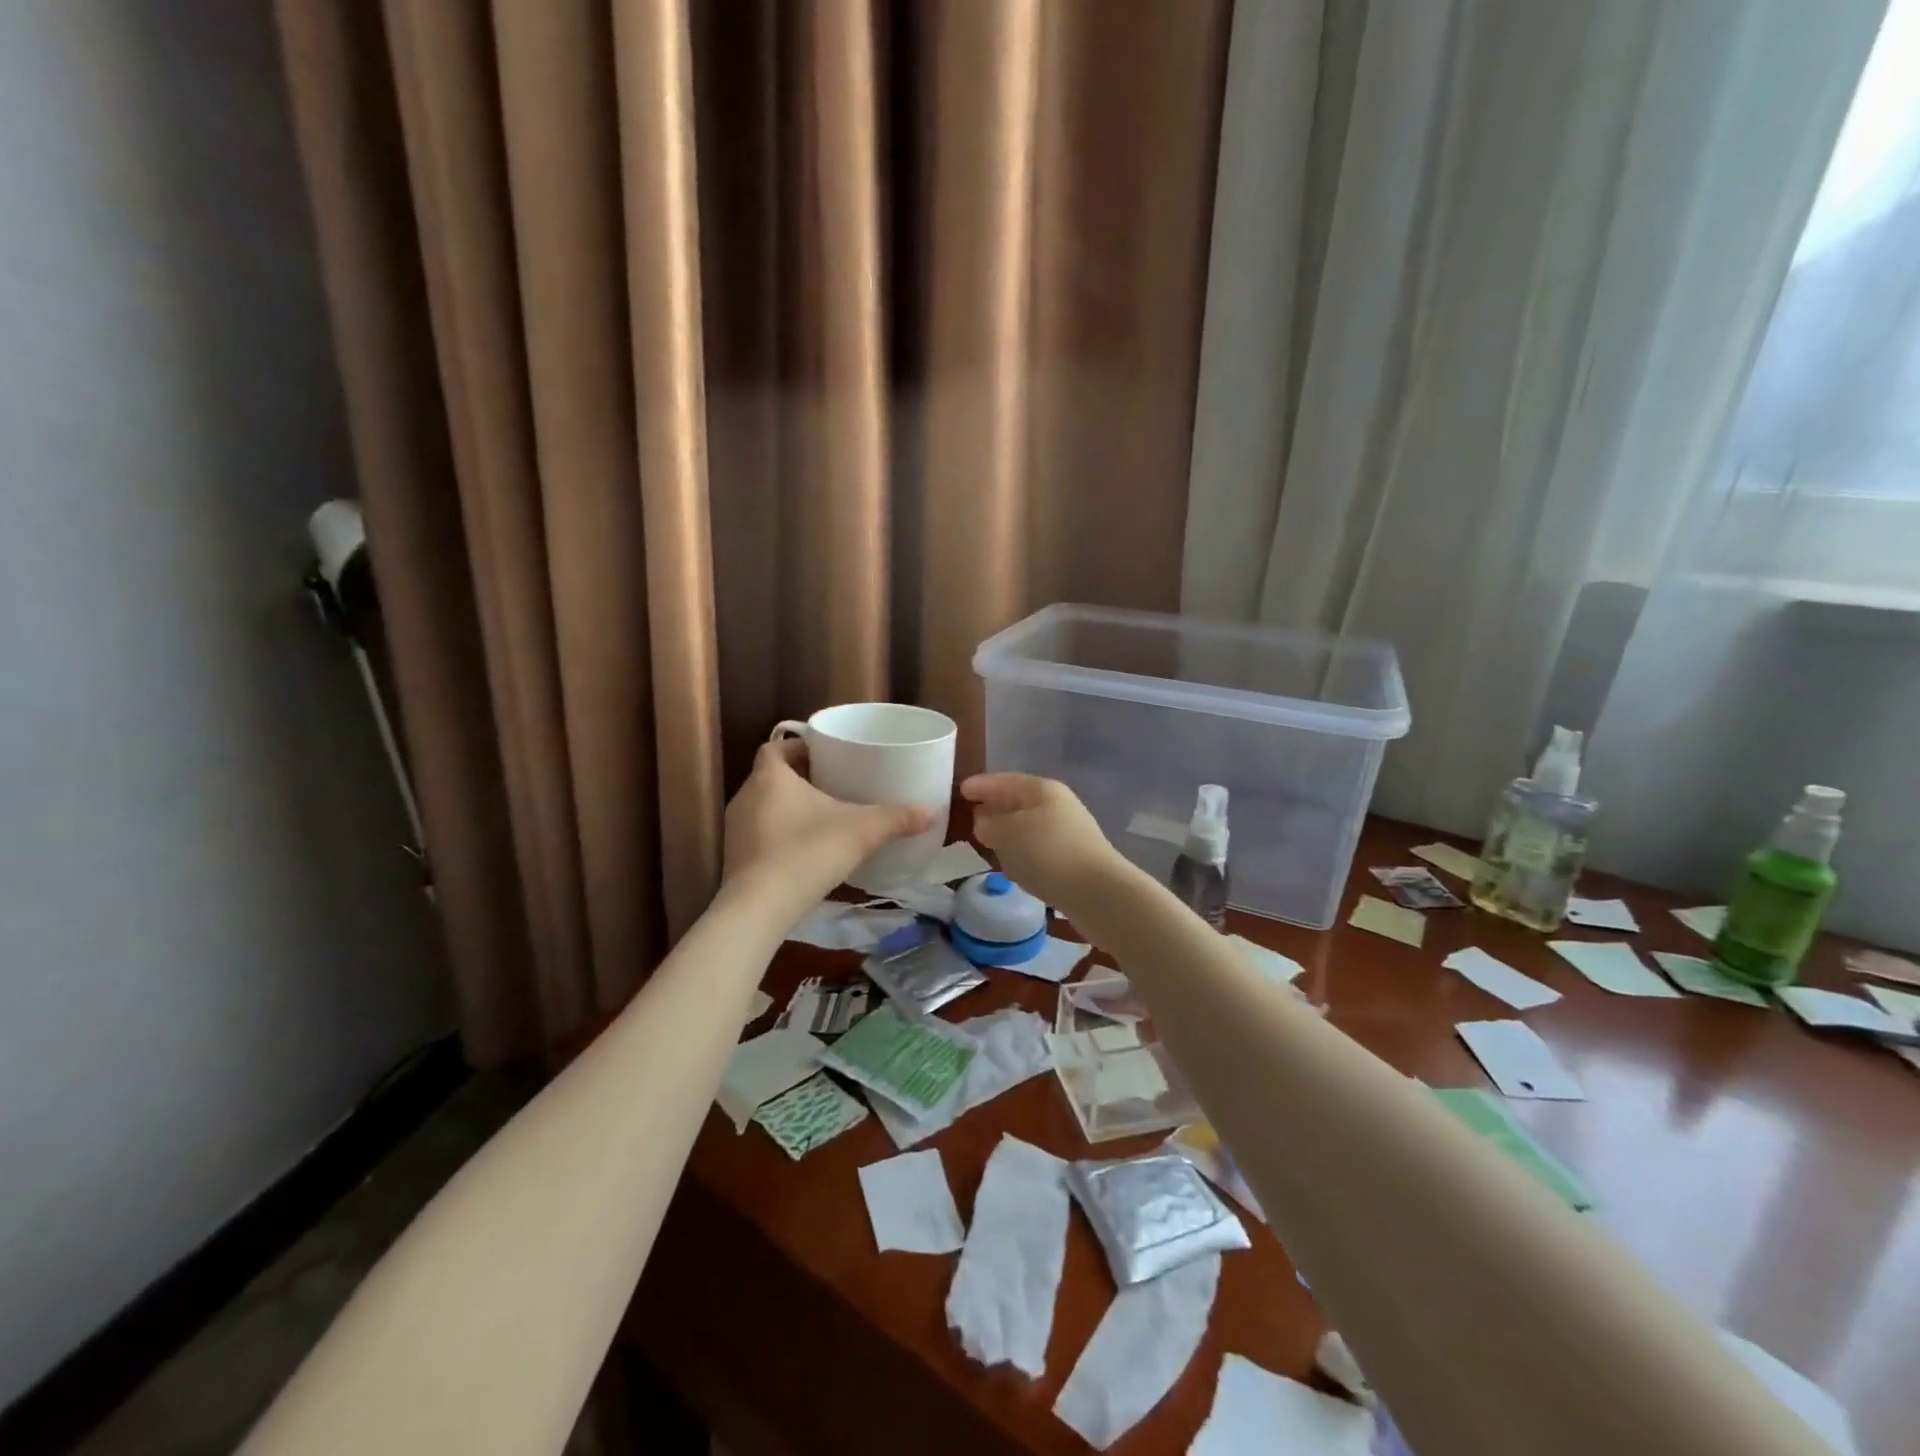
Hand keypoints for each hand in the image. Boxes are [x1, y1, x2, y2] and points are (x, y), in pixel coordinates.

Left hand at [722, 739, 933, 915]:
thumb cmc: (807, 853)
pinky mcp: (735, 859)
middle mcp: (746, 796)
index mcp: (770, 777)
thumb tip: (934, 811)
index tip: (826, 756)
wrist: (759, 909)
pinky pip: (760, 835)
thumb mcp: (861, 832)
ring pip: (764, 806)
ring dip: (788, 808)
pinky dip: (779, 836)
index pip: (776, 747)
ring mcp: (737, 829)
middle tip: (833, 784)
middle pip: (771, 776)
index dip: (800, 748)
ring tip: (822, 817)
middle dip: (800, 779)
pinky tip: (804, 851)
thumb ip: (896, 819)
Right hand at [961, 773, 1130, 915]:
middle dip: (995, 806)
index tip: (961, 789)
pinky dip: (1022, 849)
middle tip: (972, 812)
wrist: (1097, 891)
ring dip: (1009, 829)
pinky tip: (1013, 862)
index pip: (1004, 781)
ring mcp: (1069, 830)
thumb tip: (984, 822)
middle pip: (1019, 800)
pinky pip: (1039, 845)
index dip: (982, 785)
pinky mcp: (1074, 857)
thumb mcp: (1007, 834)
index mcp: (1041, 789)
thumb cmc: (1046, 853)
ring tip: (988, 838)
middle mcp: (1058, 804)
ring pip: (1029, 824)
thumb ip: (990, 824)